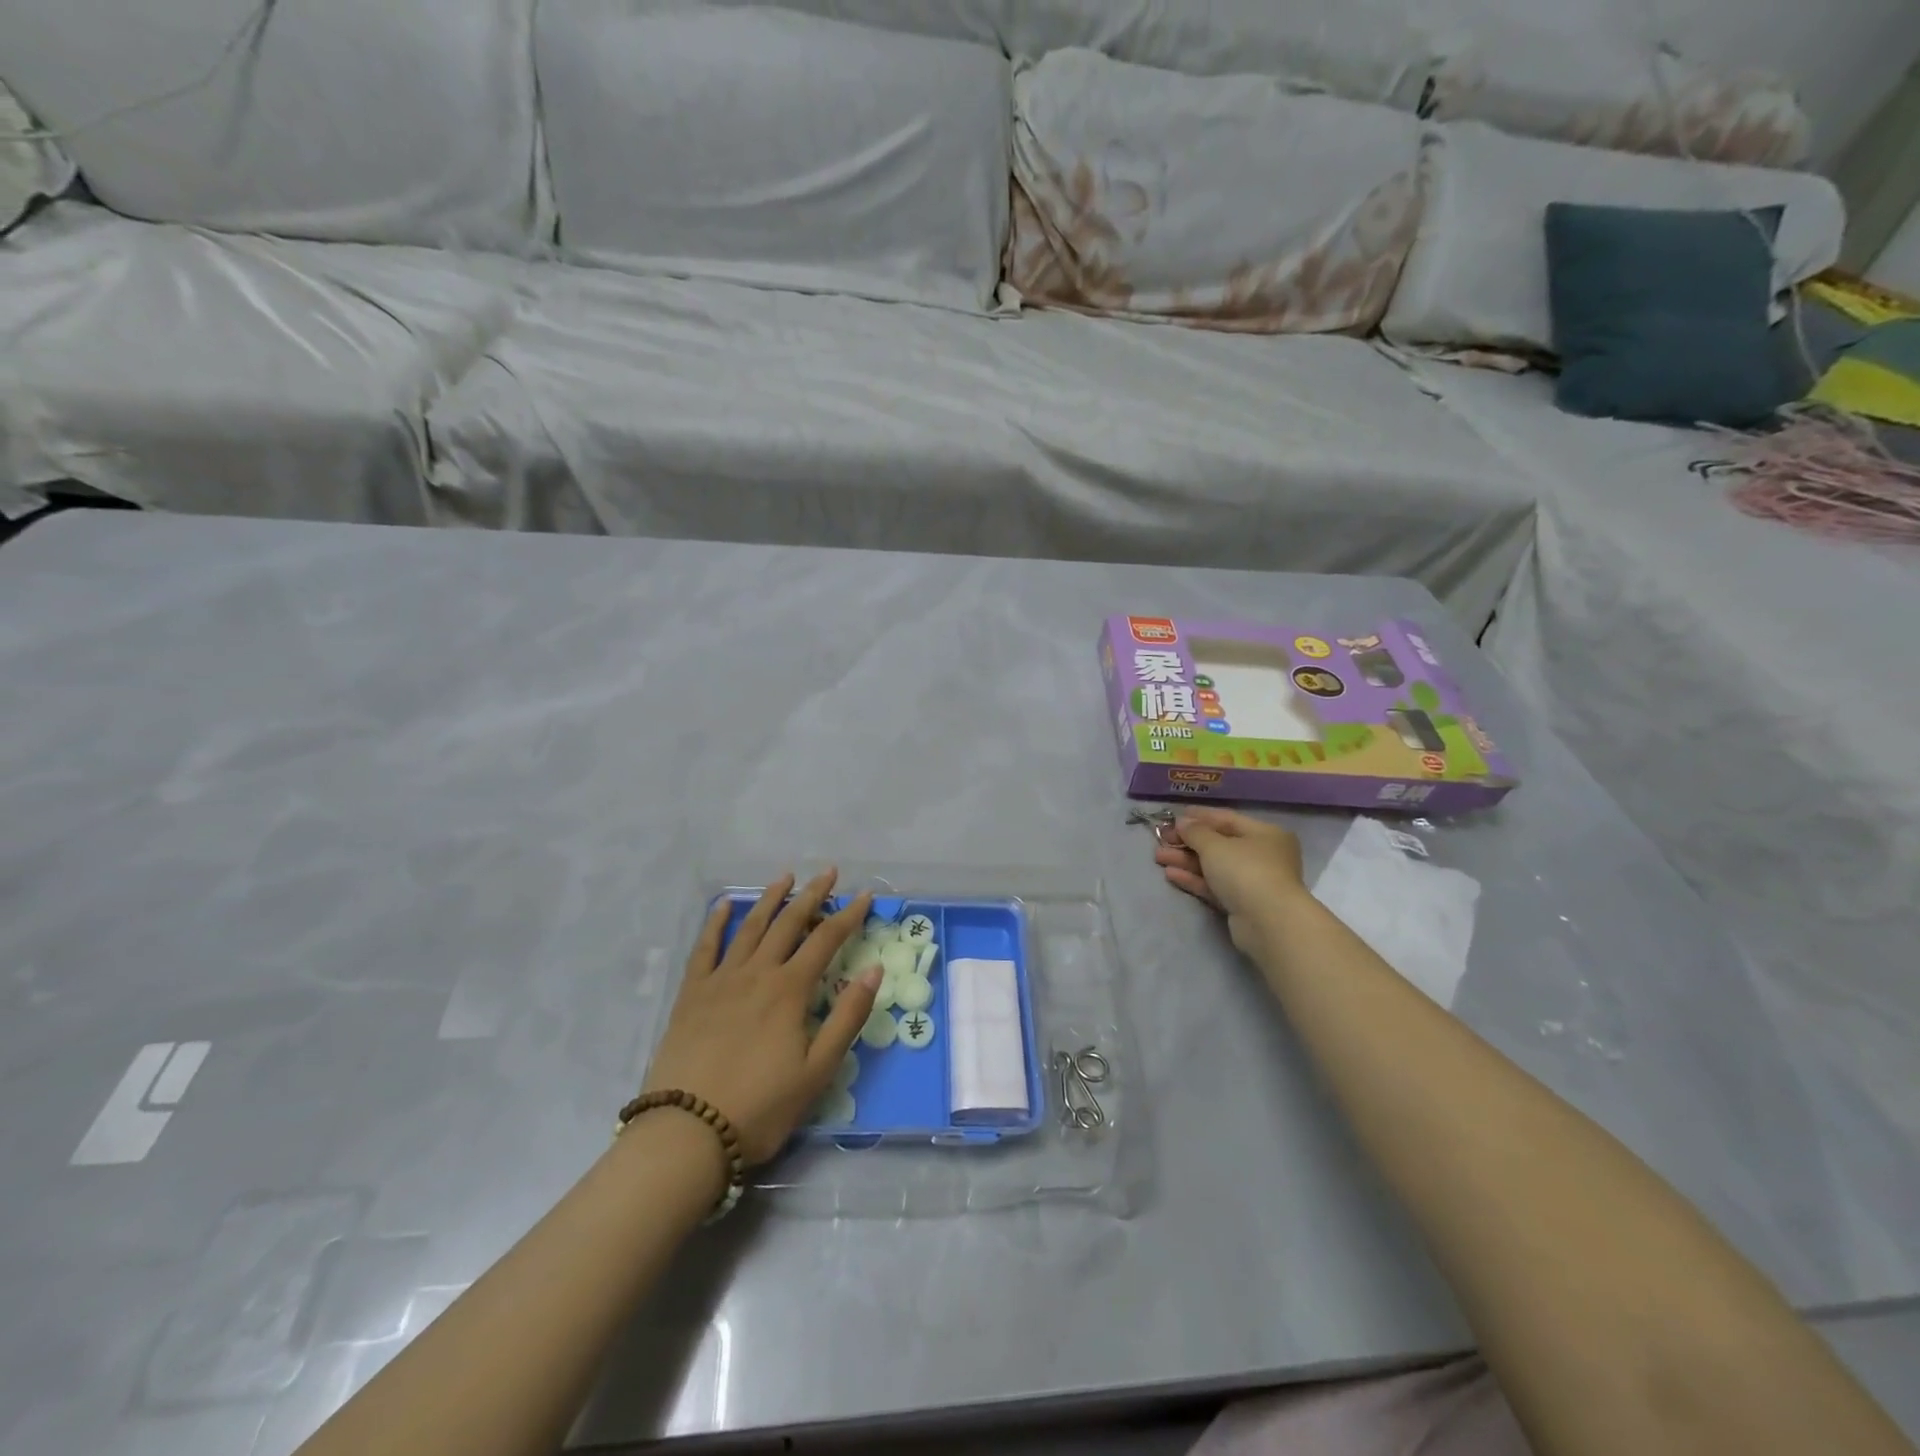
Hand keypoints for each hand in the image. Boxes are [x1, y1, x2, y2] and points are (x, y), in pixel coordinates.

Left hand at [643, 872, 878, 1164]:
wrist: (688, 1133)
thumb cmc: (761, 1107)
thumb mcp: (818, 1070)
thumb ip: (847, 1017)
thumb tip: (873, 970)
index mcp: (789, 990)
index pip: (826, 940)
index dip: (848, 916)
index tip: (865, 896)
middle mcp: (757, 973)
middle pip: (789, 923)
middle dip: (812, 895)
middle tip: (828, 871)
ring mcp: (721, 980)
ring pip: (750, 928)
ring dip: (770, 900)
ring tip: (785, 877)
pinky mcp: (692, 995)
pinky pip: (705, 948)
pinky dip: (716, 923)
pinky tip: (724, 906)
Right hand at [1154, 807, 1306, 956]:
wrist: (1268, 922)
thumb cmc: (1245, 870)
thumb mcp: (1214, 845)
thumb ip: (1195, 831)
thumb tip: (1182, 823)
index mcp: (1264, 834)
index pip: (1226, 819)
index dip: (1198, 816)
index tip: (1173, 817)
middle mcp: (1262, 855)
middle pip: (1218, 844)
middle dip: (1187, 842)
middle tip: (1161, 839)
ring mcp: (1253, 881)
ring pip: (1214, 866)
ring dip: (1186, 860)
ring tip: (1158, 857)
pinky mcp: (1242, 904)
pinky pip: (1214, 886)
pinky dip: (1194, 879)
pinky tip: (1170, 874)